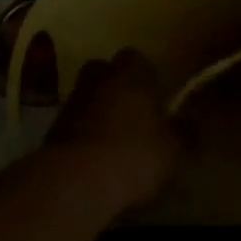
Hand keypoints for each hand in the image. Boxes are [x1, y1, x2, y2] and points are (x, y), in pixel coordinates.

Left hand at [46, 52, 181, 212]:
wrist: (74, 181)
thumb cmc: (134, 154)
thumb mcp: (174, 149)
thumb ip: (184, 134)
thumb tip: (189, 125)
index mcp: (130, 72)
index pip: (138, 59)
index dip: (148, 77)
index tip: (158, 97)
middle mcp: (97, 78)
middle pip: (107, 73)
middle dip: (119, 89)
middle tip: (137, 114)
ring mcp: (71, 103)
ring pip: (89, 99)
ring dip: (100, 114)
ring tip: (118, 143)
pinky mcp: (51, 131)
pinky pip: (75, 126)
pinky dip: (86, 137)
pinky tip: (98, 161)